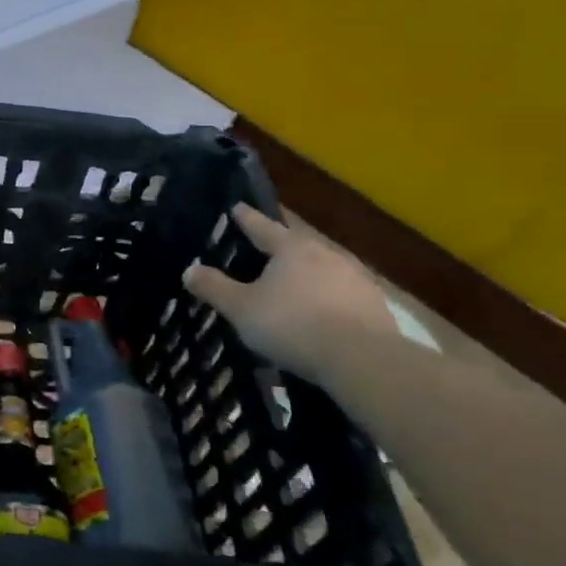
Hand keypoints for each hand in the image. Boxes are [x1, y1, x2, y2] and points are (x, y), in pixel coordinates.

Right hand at [183, 204, 397, 380]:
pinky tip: (323, 315)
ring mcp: (355, 278)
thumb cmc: (292, 325)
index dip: (246, 218)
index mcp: (291, 249)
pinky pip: (343, 295)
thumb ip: (215, 288)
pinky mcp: (375, 305)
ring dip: (308, 275)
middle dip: (281, 249)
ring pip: (323, 269)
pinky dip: (329, 300)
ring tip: (294, 288)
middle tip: (265, 253)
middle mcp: (325, 254)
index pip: (262, 227)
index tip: (237, 207)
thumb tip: (189, 270)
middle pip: (297, 246)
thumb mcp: (242, 309)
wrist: (361, 358)